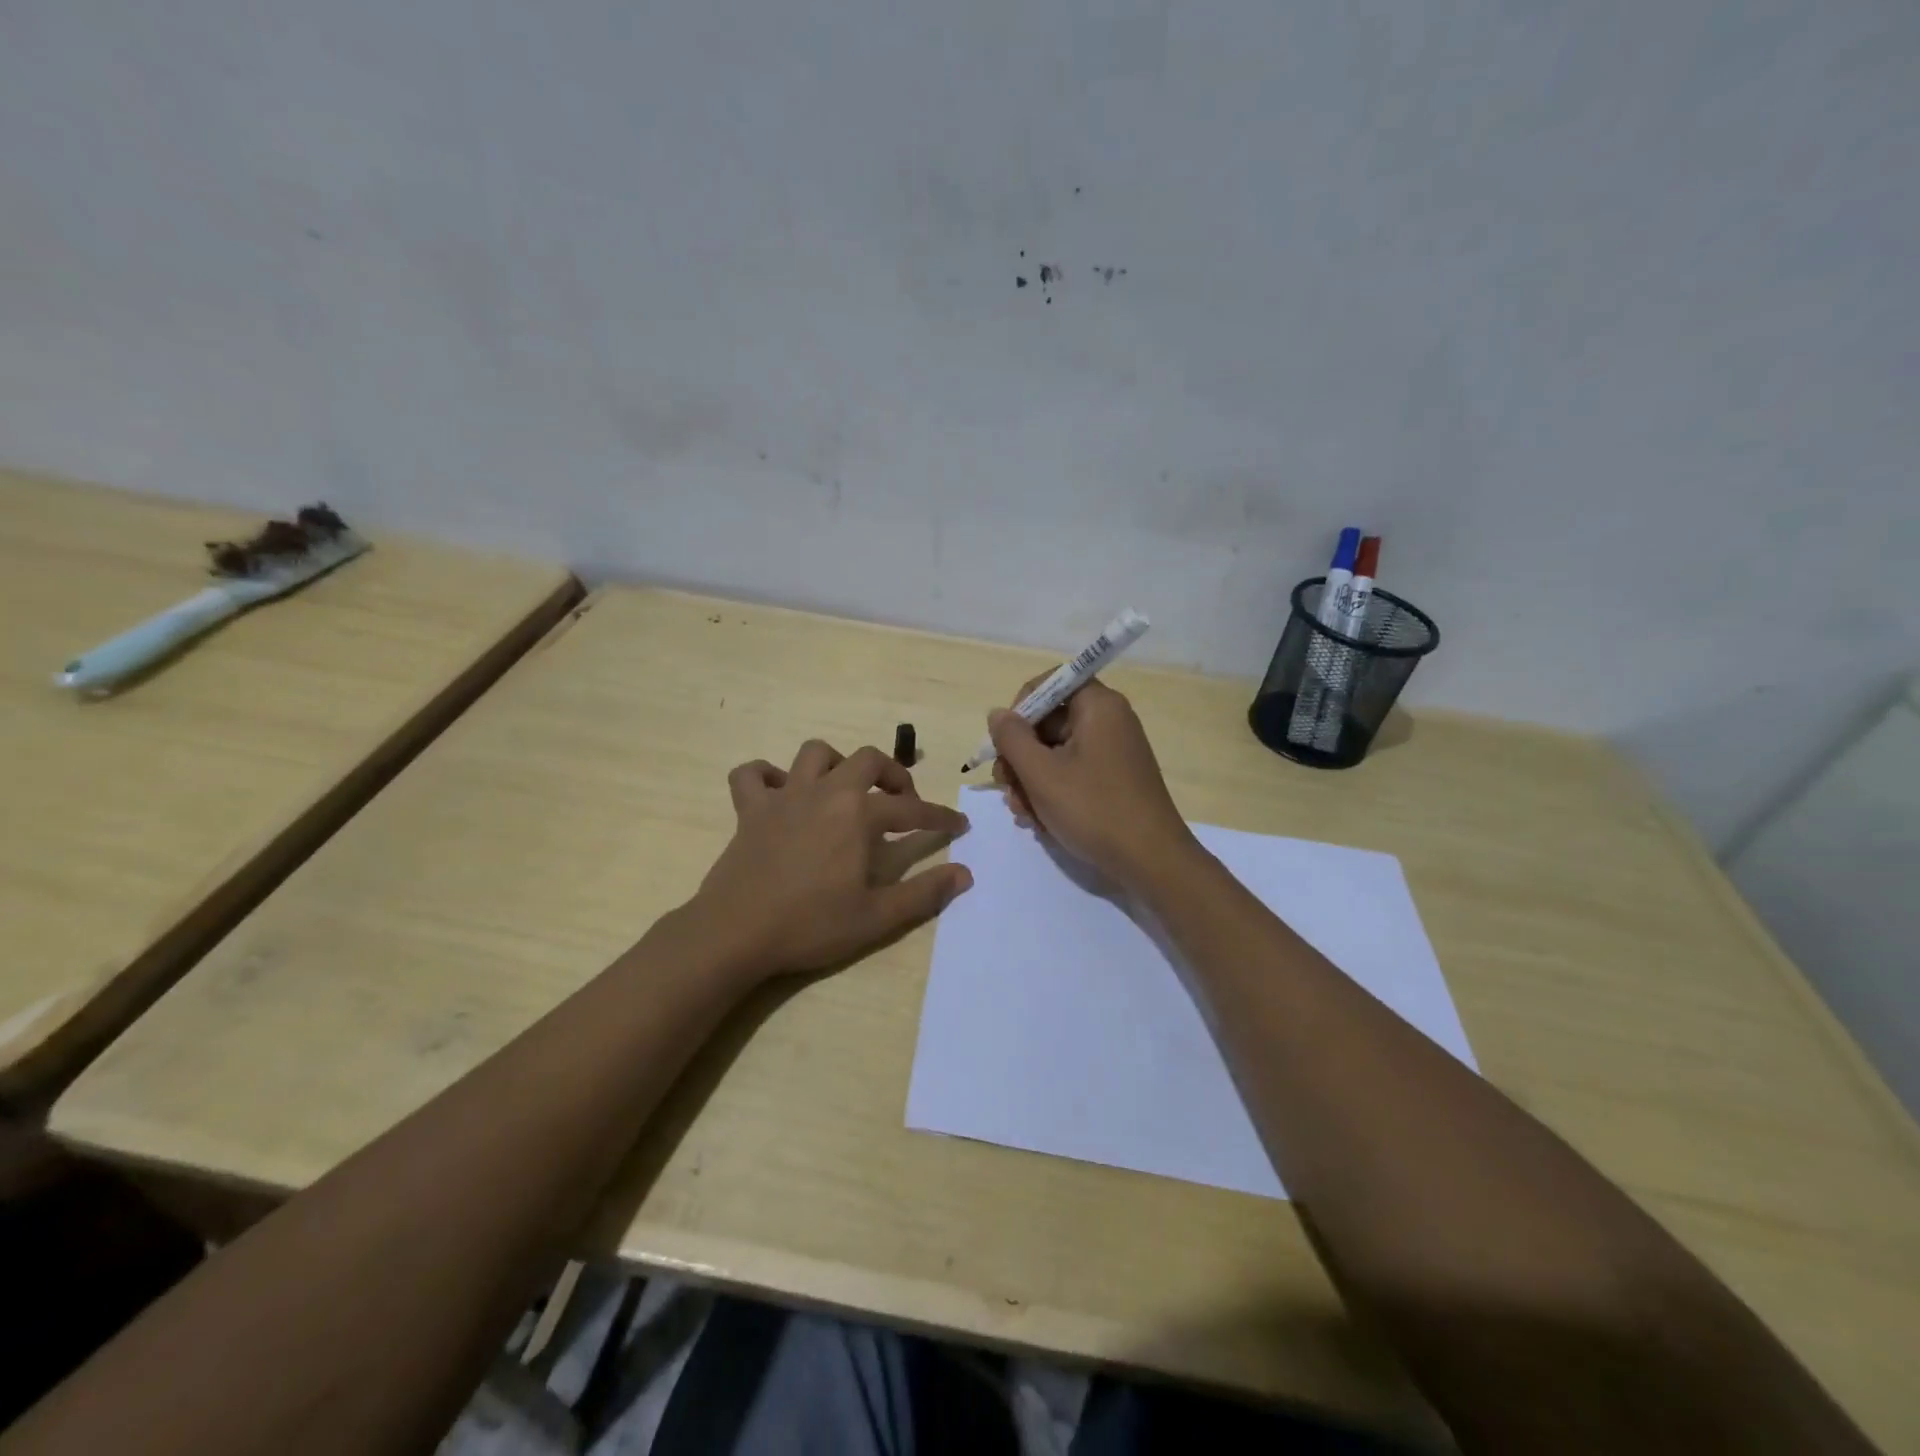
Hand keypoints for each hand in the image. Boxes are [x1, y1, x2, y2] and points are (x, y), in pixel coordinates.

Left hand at [691, 740, 971, 979]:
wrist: (736, 933)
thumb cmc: (811, 925)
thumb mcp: (876, 917)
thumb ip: (924, 893)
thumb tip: (965, 874)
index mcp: (858, 814)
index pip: (911, 808)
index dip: (939, 816)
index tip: (959, 824)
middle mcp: (824, 792)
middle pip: (867, 760)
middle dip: (893, 774)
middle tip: (901, 801)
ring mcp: (783, 797)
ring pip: (814, 753)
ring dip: (836, 764)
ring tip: (845, 791)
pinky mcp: (749, 810)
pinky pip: (752, 775)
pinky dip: (767, 776)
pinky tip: (780, 795)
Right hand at [988, 680, 1197, 890]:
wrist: (1150, 861)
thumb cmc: (1093, 809)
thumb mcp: (1041, 773)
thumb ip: (1012, 738)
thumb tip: (998, 714)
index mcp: (1097, 705)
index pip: (1050, 683)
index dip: (1020, 708)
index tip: (1005, 742)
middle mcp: (1108, 721)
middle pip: (1048, 722)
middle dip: (1020, 757)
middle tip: (1006, 788)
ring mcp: (1112, 751)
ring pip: (1055, 753)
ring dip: (1030, 780)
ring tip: (1023, 814)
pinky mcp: (1113, 779)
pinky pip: (1072, 772)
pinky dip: (1052, 792)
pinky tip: (1040, 821)